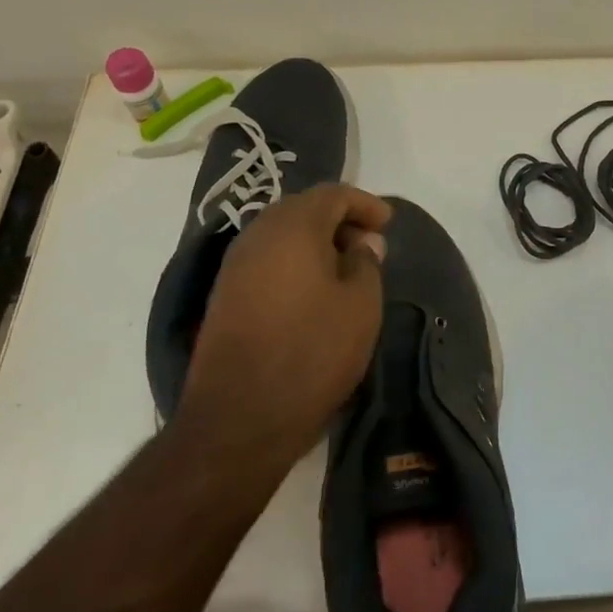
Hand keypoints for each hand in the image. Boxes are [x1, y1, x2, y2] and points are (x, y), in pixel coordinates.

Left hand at [175, 185, 390, 486]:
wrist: (238, 417)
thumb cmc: (312, 352)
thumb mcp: (361, 306)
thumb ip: (366, 263)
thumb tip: (362, 243)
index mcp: (293, 227)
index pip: (332, 194)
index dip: (364, 203)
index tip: (388, 223)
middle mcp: (257, 235)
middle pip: (302, 209)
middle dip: (338, 219)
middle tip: (368, 244)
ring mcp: (235, 265)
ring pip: (281, 234)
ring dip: (314, 241)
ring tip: (344, 268)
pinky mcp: (224, 295)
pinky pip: (266, 259)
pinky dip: (293, 261)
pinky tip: (312, 290)